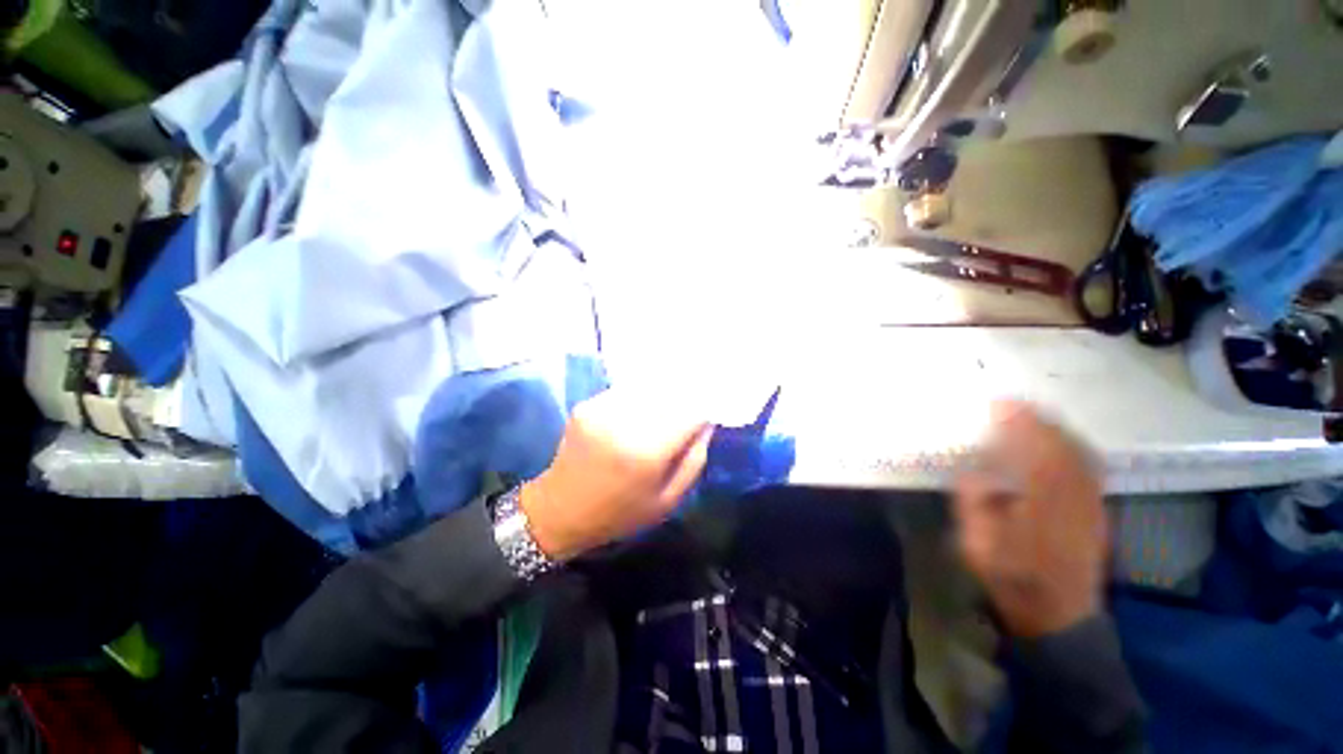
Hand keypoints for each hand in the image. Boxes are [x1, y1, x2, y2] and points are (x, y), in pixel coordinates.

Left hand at [520, 390, 713, 560]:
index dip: (704, 409)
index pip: (691, 412)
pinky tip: (638, 413)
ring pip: (647, 389)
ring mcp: (601, 409)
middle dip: (684, 399)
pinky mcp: (587, 405)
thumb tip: (707, 422)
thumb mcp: (668, 499)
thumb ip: (694, 459)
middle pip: (669, 394)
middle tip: (689, 411)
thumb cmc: (620, 513)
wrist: (561, 510)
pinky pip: (626, 393)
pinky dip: (639, 399)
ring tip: (664, 412)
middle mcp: (624, 422)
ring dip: (661, 396)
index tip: (709, 413)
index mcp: (647, 451)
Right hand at [952, 401, 1107, 637]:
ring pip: (1080, 453)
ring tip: (1031, 416)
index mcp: (1043, 505)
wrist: (1060, 615)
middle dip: (1038, 419)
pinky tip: (1057, 443)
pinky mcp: (1096, 510)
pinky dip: (1071, 446)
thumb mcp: (978, 545)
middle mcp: (1074, 498)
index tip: (999, 404)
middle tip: (1012, 403)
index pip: (1035, 451)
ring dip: (1056, 429)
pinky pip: (1088, 467)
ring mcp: (1091, 504)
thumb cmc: (1012, 578)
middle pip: (1063, 446)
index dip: (1019, 423)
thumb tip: (972, 472)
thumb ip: (974, 504)